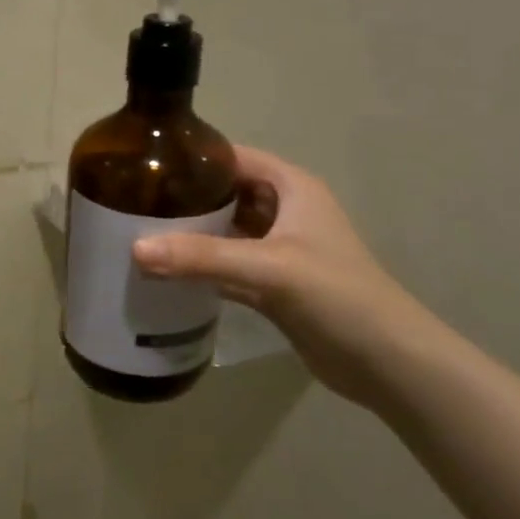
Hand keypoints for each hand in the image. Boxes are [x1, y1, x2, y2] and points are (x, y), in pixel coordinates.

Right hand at [132, 146, 443, 411]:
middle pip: (225, 193)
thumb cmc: (337, 295)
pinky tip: (163, 272)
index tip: (146, 162)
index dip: (194, 156)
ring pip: (224, 231)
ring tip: (138, 232)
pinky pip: (226, 266)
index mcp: (292, 188)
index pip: (234, 157)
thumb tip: (135, 249)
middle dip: (184, 197)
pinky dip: (199, 267)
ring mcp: (279, 250)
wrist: (387, 362)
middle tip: (132, 202)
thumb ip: (202, 257)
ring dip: (189, 234)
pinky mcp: (273, 285)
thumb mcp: (269, 268)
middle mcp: (285, 211)